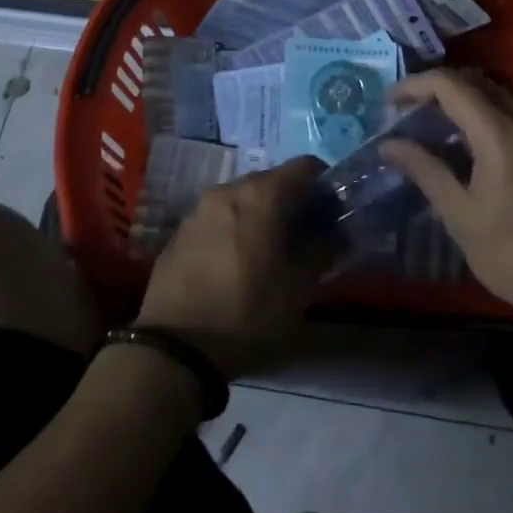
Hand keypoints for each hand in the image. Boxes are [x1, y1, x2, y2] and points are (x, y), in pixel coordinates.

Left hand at [138, 157, 328, 376]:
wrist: (174, 347)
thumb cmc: (247, 312)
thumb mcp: (299, 289)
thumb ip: (323, 250)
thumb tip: (337, 233)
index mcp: (262, 194)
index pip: (306, 166)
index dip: (324, 185)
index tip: (331, 213)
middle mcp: (230, 188)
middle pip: (272, 180)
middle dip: (292, 202)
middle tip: (303, 237)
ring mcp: (200, 207)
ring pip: (243, 198)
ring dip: (261, 215)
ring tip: (268, 252)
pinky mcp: (180, 229)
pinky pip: (218, 217)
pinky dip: (234, 228)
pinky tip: (235, 263)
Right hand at [382, 69, 512, 321]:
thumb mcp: (460, 215)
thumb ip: (425, 170)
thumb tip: (389, 144)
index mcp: (500, 133)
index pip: (450, 85)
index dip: (414, 85)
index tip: (389, 104)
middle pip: (473, 81)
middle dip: (435, 89)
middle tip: (406, 114)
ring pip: (495, 93)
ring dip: (460, 99)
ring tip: (432, 125)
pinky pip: (512, 110)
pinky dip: (483, 112)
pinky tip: (467, 142)